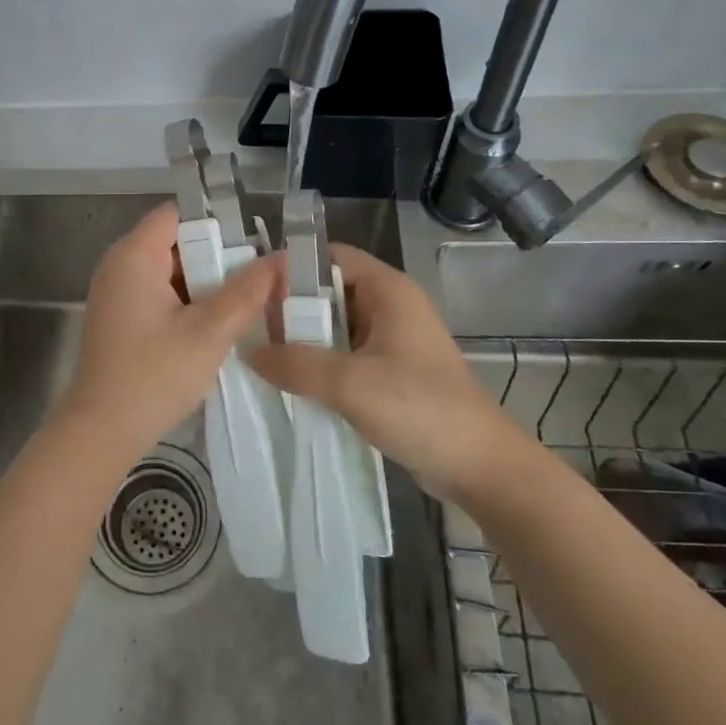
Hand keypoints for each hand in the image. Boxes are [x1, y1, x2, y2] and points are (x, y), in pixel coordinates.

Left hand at [55, 203, 279, 465]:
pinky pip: (158, 292)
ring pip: (169, 269)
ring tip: (247, 296)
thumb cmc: (154, 376)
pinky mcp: (119, 316)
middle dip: (217, 255)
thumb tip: (281, 259)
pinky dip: (186, 299)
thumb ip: (247, 292)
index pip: (177, 213)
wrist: (102, 431)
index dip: (216, 221)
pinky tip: (215, 320)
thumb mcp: (209, 332)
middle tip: (259, 273)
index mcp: (134, 255)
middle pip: (175, 240)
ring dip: (204, 281)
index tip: (253, 241)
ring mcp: (116, 291)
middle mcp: (119, 264)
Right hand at [248, 244, 526, 503]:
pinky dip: (316, 363)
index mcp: (388, 290)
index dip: (290, 266)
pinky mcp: (389, 372)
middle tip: (246, 325)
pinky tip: (286, 380)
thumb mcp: (350, 383)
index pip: (330, 256)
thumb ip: (295, 363)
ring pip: (333, 326)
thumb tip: (248, 351)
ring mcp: (390, 341)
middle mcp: (389, 306)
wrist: (479, 467)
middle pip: (328, 290)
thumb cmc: (420, 409)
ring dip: (300, 338)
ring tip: (257, 352)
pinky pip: (343, 355)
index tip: (249, 288)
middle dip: (288, 306)